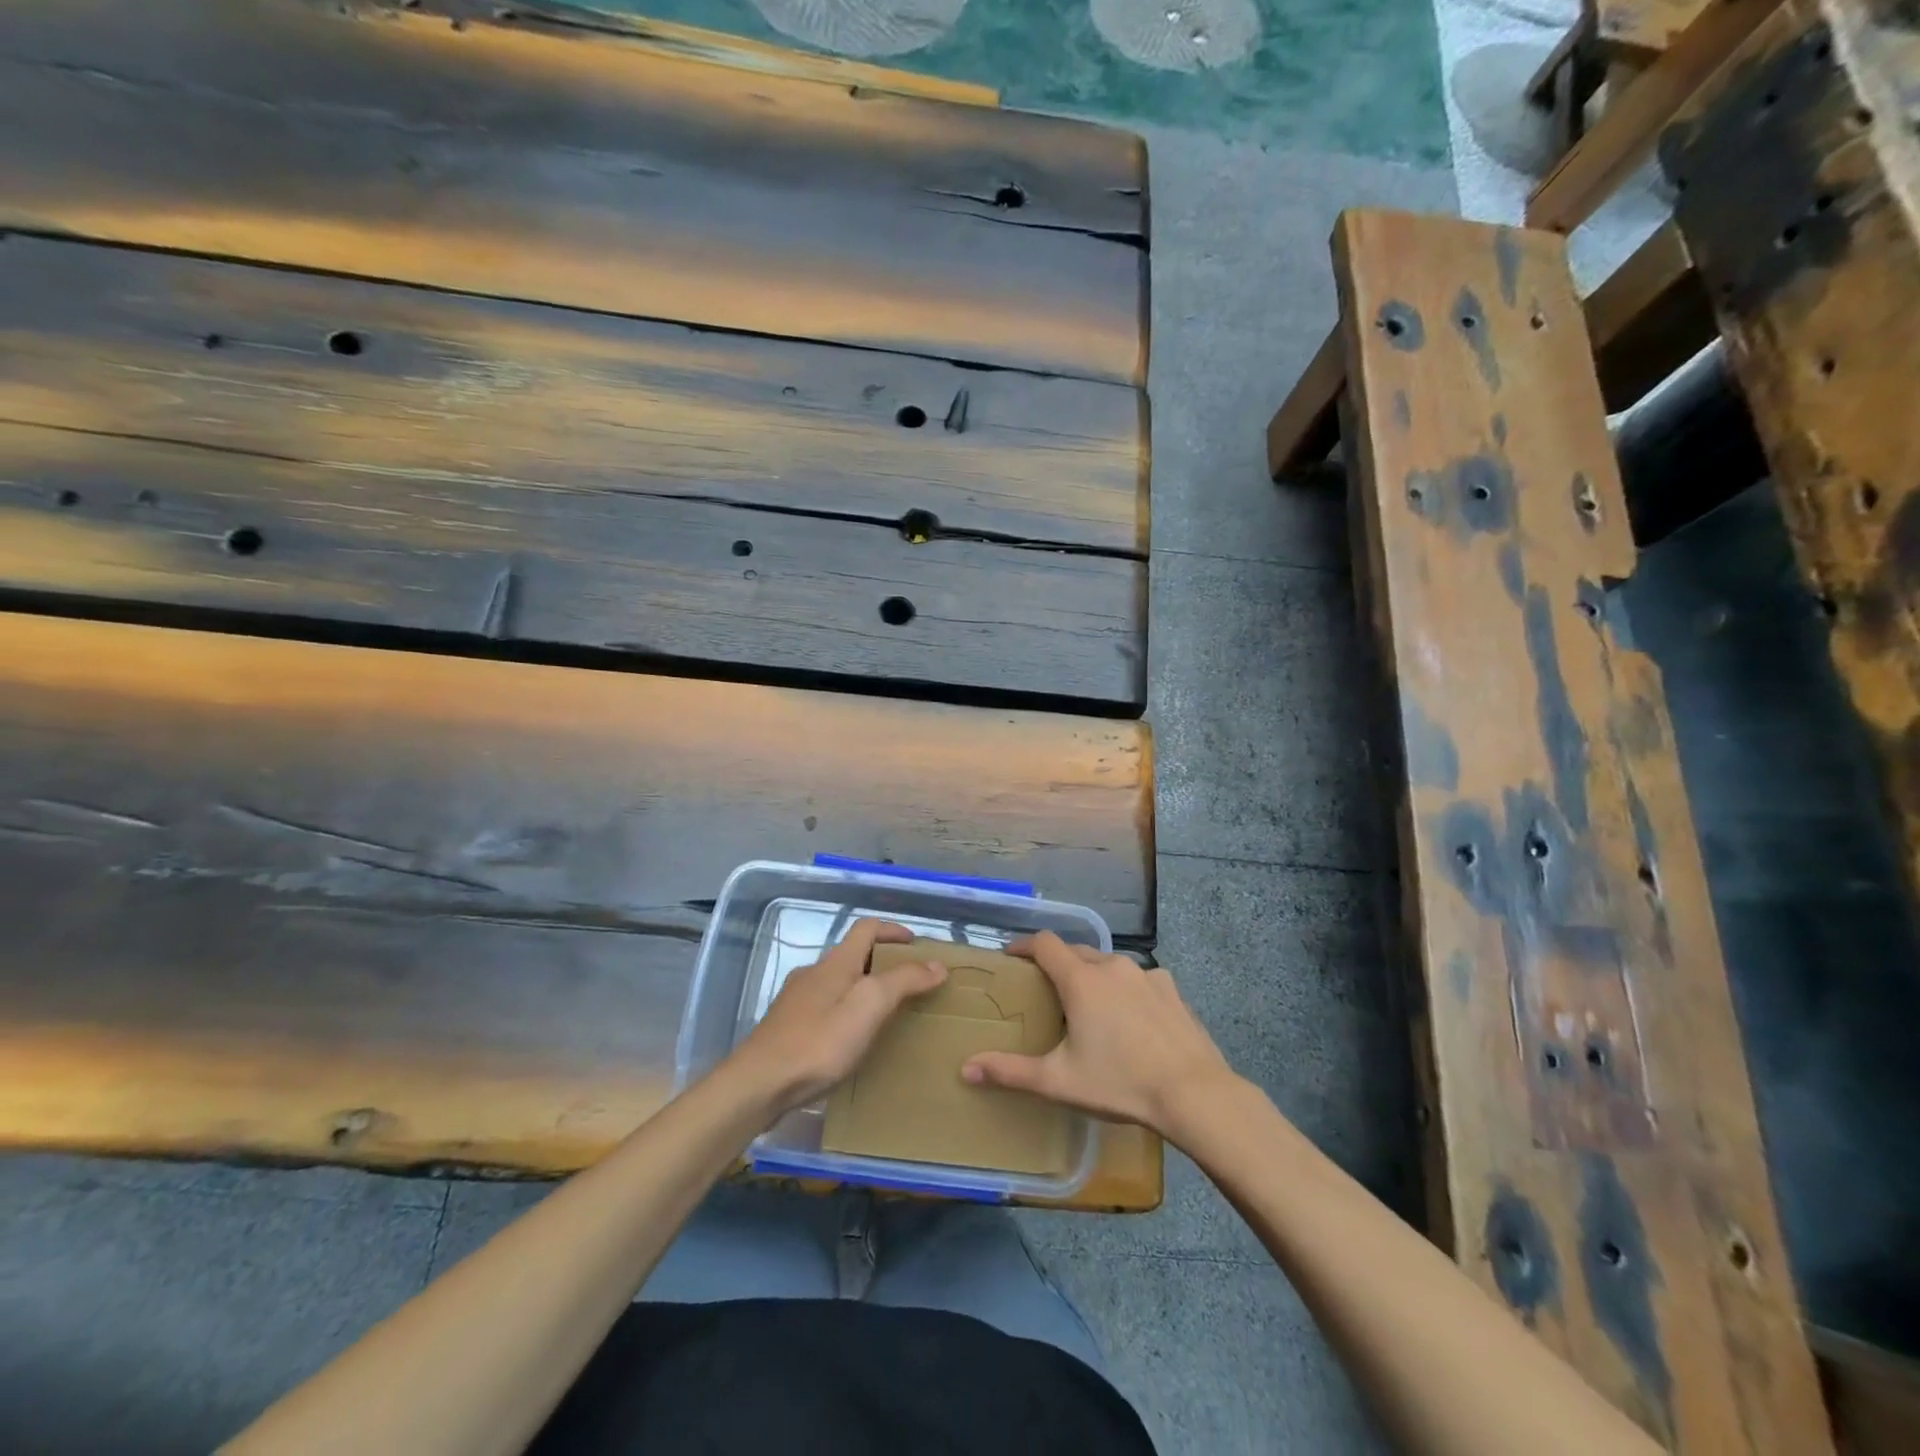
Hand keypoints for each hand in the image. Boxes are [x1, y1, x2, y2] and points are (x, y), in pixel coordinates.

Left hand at [728, 919, 946, 1113]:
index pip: (867, 928)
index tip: (917, 945)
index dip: (893, 930)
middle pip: (853, 955)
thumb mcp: (869, 1006)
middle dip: (882, 963)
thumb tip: (936, 964)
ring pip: (838, 983)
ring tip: (884, 1015)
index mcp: (836, 962)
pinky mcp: (787, 1027)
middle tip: (909, 985)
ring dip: (863, 989)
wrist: (758, 1084)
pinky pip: (825, 1008)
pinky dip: (845, 1012)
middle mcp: (814, 973)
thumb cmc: (819, 1041)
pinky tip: (850, 1040)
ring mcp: (796, 1000)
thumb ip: (903, 981)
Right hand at [961, 931, 1236, 1136]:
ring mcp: (1146, 974)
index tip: (1012, 956)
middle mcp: (1112, 966)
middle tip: (1046, 988)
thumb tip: (966, 1069)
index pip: (1045, 943)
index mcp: (1081, 980)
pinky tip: (1130, 1017)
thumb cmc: (1120, 1083)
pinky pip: (1138, 979)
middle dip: (1057, 962)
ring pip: (1108, 964)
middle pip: (1076, 951)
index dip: (1024, 945)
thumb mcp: (1059, 1082)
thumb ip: (1010, 1072)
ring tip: (1088, 1003)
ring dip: (1092, 975)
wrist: (1194, 1094)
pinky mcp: (1172, 989)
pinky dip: (1125, 988)